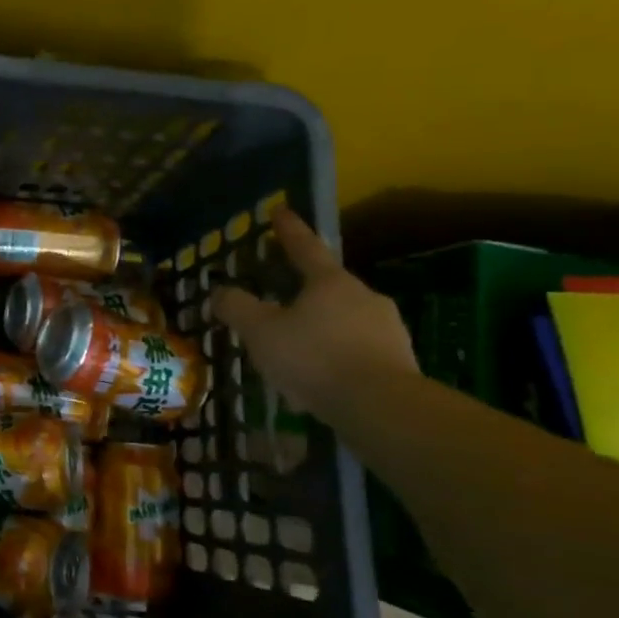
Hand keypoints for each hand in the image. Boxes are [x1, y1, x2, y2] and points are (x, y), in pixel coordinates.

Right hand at [208, 208, 416, 418]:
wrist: (382, 407)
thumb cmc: (314, 358)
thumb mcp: (261, 332)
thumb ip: (237, 308)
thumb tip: (218, 291)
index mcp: (330, 282)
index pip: (305, 247)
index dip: (289, 230)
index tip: (280, 210)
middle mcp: (363, 296)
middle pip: (327, 287)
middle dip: (304, 292)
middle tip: (280, 303)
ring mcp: (387, 329)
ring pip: (343, 321)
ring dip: (320, 330)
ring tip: (296, 353)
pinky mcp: (400, 362)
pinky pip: (357, 351)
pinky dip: (336, 358)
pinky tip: (320, 381)